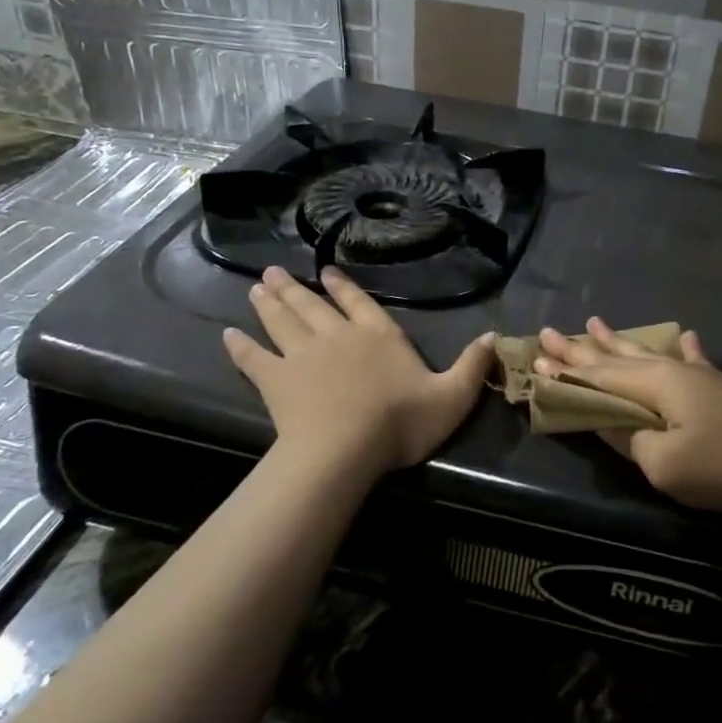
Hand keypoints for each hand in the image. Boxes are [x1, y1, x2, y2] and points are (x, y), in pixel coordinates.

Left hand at [224, 266, 493, 479]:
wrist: (344, 450)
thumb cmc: (400, 423)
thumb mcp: (452, 397)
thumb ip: (473, 366)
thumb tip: (494, 336)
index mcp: (378, 335)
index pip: (360, 303)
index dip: (343, 286)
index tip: (325, 271)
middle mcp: (338, 335)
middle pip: (312, 305)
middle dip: (294, 287)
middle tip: (273, 272)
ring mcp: (302, 355)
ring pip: (282, 321)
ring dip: (269, 303)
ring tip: (256, 287)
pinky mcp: (276, 380)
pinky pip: (254, 358)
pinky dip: (241, 347)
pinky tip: (228, 335)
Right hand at [533, 319, 721, 512]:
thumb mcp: (665, 464)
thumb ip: (629, 439)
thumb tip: (606, 420)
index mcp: (653, 385)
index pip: (597, 376)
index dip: (565, 372)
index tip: (534, 359)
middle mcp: (670, 371)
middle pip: (615, 358)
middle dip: (580, 348)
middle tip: (548, 331)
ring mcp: (699, 377)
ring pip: (646, 354)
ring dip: (617, 341)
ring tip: (595, 321)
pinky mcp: (721, 389)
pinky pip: (692, 360)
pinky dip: (682, 348)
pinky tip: (683, 334)